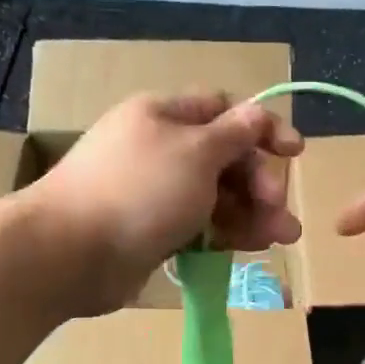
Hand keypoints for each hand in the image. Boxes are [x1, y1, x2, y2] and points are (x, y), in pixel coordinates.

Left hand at [26, 92, 303, 314]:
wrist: (69, 253)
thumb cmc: (139, 191)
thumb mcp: (196, 153)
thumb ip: (234, 134)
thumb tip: (258, 113)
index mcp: (164, 115)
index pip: (223, 110)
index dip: (262, 128)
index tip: (295, 153)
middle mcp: (159, 148)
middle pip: (224, 157)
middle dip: (259, 181)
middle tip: (279, 210)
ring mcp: (153, 191)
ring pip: (215, 195)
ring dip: (252, 213)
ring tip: (282, 238)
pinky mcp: (151, 230)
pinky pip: (198, 224)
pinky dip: (225, 233)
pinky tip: (249, 248)